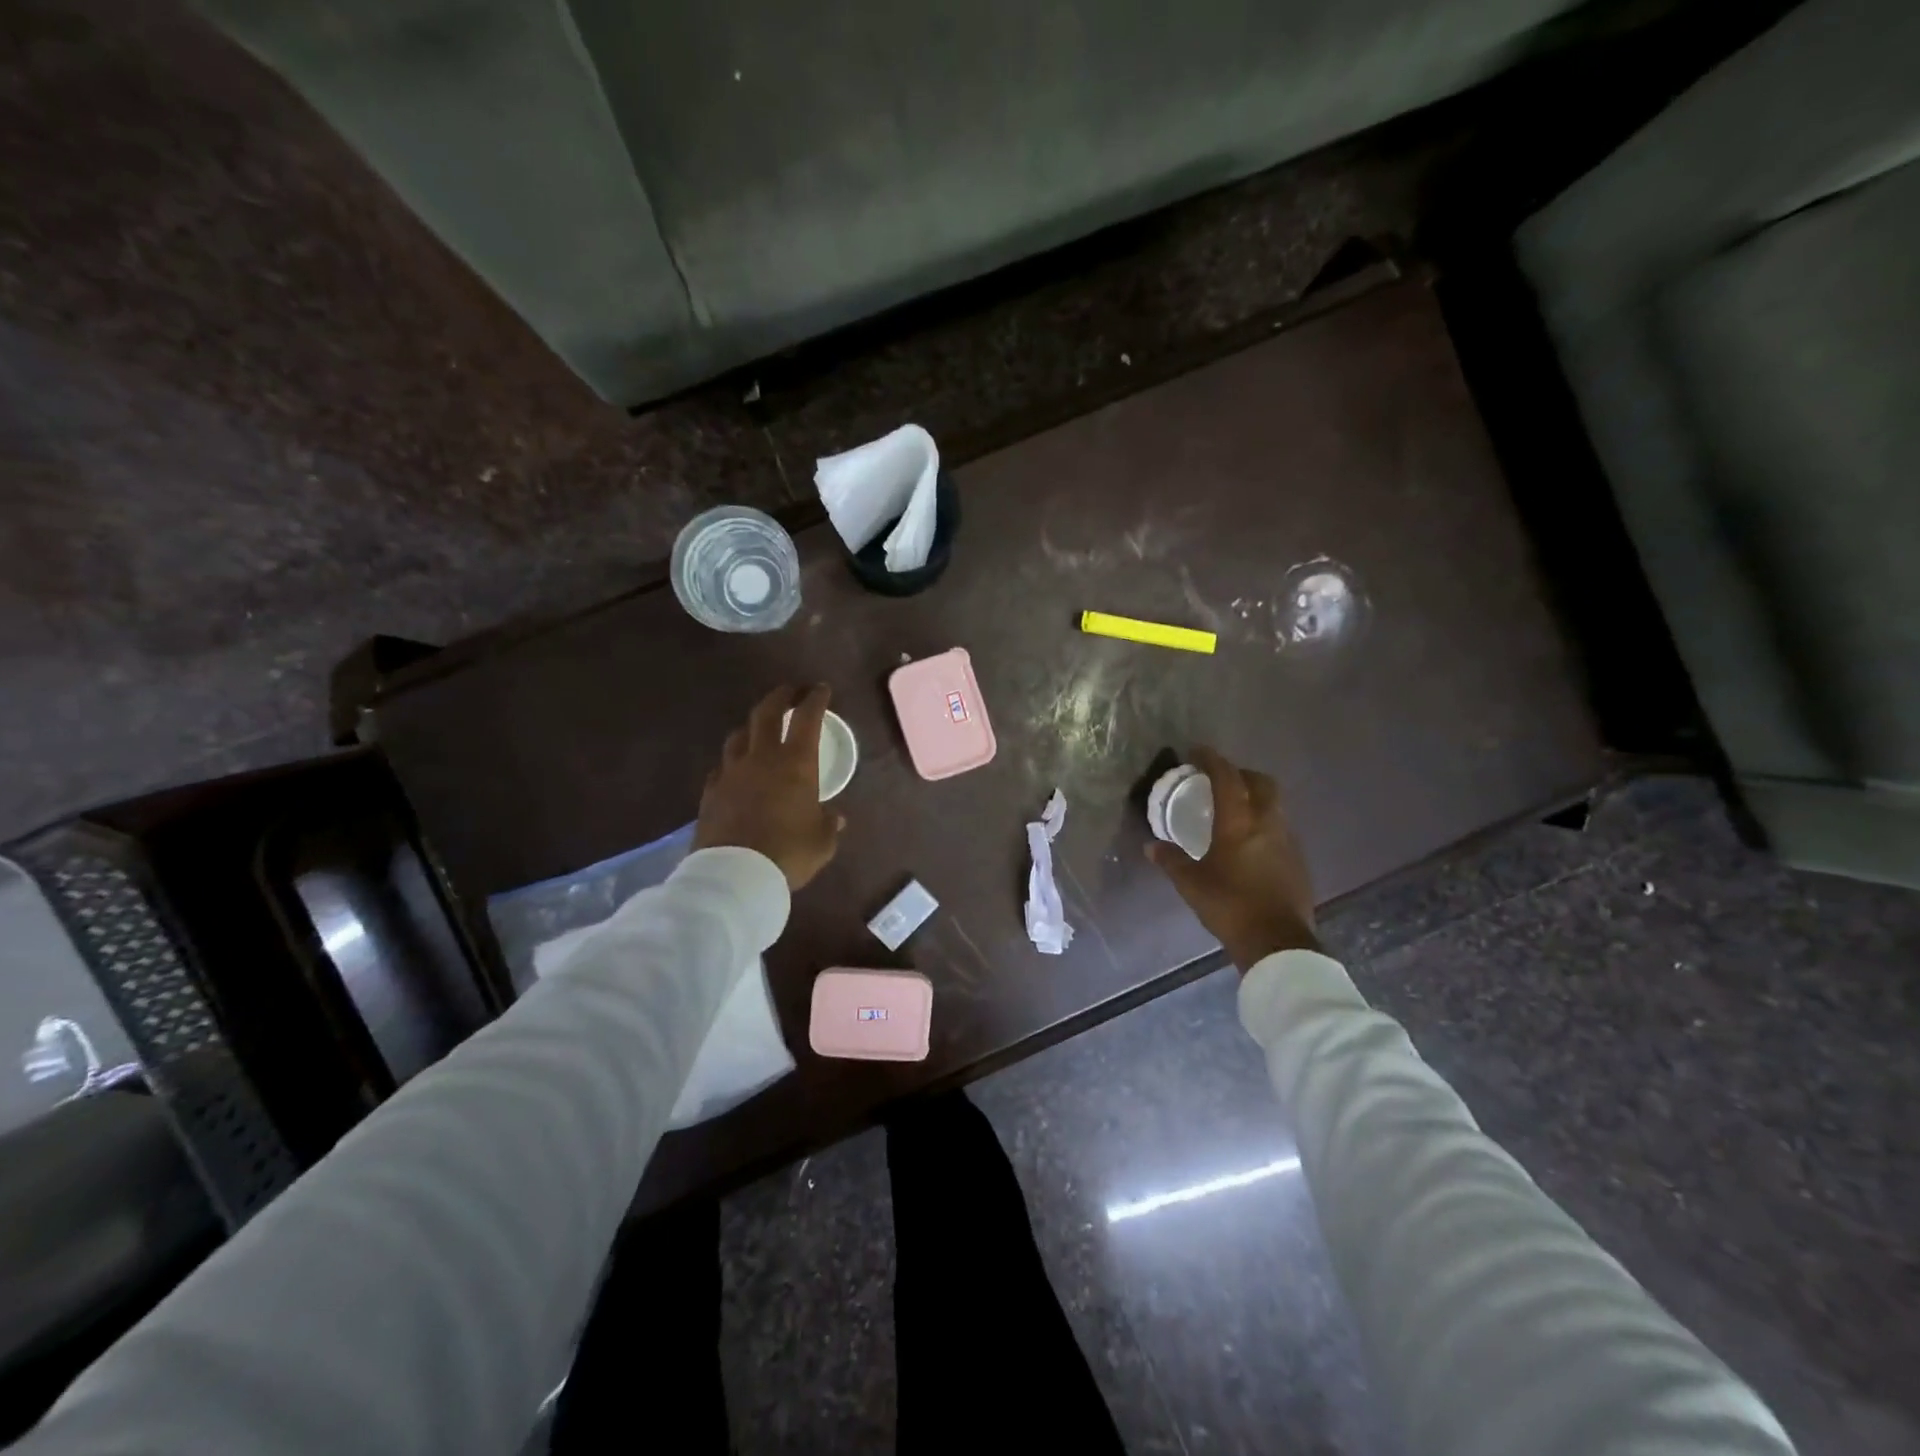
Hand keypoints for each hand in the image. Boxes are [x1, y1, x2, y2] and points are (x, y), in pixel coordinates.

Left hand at [694, 684, 844, 890]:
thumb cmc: (789, 853)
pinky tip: (735, 770)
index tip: (820, 689)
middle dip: (780, 697)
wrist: (735, 875)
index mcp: (796, 764)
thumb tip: (835, 817)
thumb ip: (828, 824)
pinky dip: (732, 762)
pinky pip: (722, 767)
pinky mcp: (711, 792)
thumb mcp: (822, 842)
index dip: (815, 699)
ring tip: (758, 729)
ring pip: (738, 736)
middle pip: (766, 713)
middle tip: (789, 691)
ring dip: (751, 726)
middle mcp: (762, 758)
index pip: (807, 719)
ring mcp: (731, 773)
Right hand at [1146, 746, 1319, 971]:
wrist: (1278, 942)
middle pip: (1261, 783)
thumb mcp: (1192, 884)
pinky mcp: (1298, 861)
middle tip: (1221, 780)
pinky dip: (1264, 823)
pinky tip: (1250, 843)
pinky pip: (1280, 828)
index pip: (1227, 778)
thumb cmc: (1230, 906)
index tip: (1197, 752)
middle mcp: (1267, 823)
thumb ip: (1172, 861)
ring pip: (1274, 805)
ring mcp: (1288, 841)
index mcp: (1239, 823)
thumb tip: (1152, 847)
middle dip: (1241, 774)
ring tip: (1235, 810)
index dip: (1212, 760)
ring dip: (1255, 798)